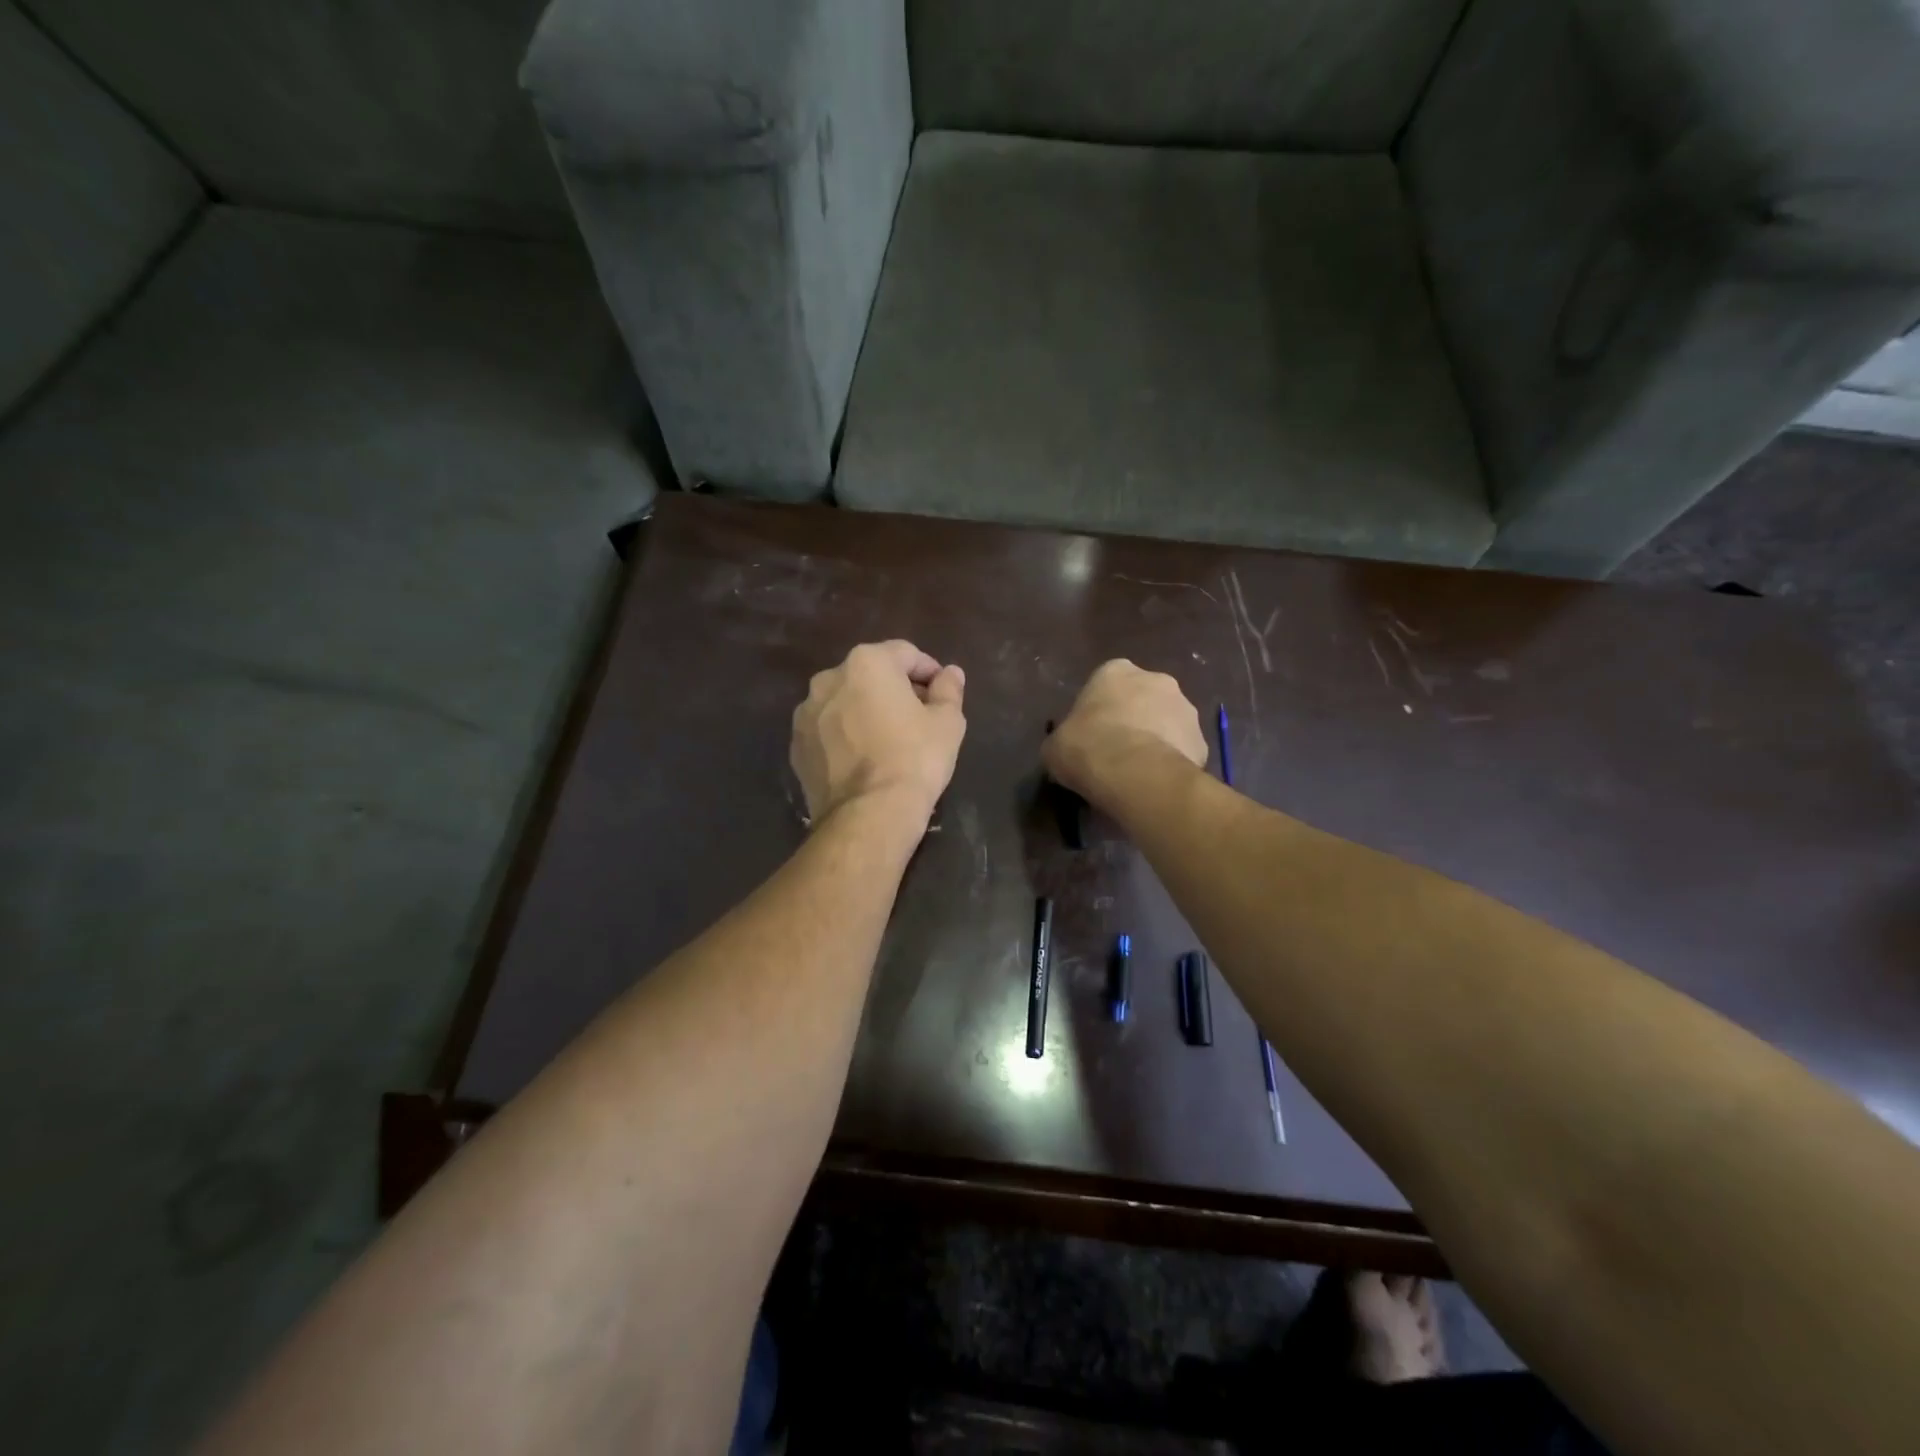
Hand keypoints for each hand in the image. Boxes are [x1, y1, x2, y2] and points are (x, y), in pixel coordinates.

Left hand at [791, 641, 966, 830]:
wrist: (868, 814)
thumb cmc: (914, 759)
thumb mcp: (947, 723)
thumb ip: (949, 690)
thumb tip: (951, 673)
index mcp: (867, 662)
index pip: (905, 654)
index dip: (929, 671)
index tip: (942, 693)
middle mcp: (829, 679)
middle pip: (870, 674)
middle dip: (894, 690)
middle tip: (918, 717)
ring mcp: (806, 713)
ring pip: (844, 702)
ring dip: (865, 711)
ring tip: (887, 740)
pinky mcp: (797, 746)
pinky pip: (827, 731)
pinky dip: (844, 736)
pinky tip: (862, 760)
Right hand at [1043, 659, 1207, 804]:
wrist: (1136, 774)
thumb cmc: (1087, 748)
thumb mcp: (1054, 747)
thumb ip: (1062, 741)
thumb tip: (1065, 751)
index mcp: (1115, 671)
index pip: (1105, 684)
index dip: (1097, 711)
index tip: (1090, 736)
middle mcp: (1156, 679)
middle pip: (1141, 699)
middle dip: (1132, 721)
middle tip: (1115, 753)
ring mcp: (1185, 708)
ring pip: (1166, 723)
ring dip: (1155, 740)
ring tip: (1137, 774)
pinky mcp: (1203, 741)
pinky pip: (1182, 751)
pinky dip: (1171, 763)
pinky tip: (1156, 785)